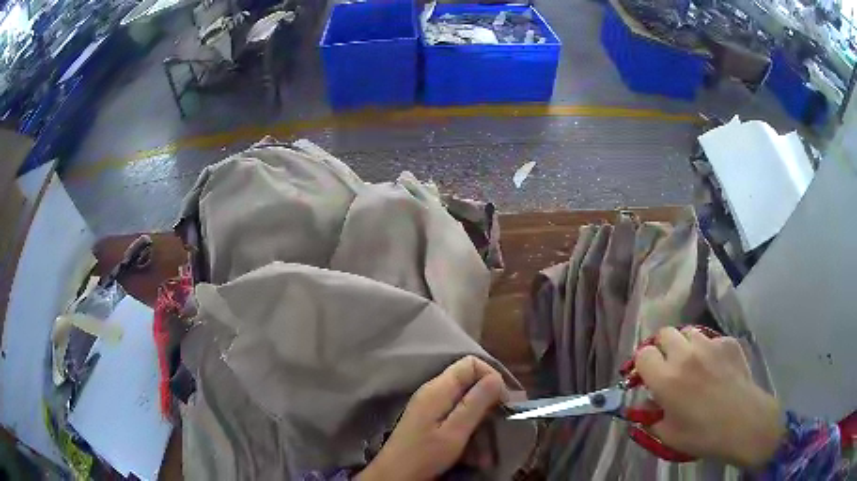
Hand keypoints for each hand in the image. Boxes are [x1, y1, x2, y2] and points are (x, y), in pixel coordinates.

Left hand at [357, 356, 506, 480]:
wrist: (395, 475)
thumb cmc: (424, 455)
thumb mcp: (455, 431)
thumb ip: (475, 403)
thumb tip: (496, 377)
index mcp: (438, 389)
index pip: (471, 363)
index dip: (491, 377)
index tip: (502, 402)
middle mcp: (433, 391)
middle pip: (469, 382)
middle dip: (488, 403)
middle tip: (499, 424)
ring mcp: (430, 405)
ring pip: (466, 402)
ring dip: (481, 423)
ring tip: (488, 449)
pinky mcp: (430, 419)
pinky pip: (457, 416)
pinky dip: (470, 430)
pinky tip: (475, 454)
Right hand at [635, 327, 785, 467]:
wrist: (744, 423)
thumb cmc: (703, 434)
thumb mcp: (667, 435)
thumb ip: (651, 417)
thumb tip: (646, 403)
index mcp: (666, 379)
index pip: (643, 354)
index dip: (642, 365)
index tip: (647, 377)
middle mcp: (685, 355)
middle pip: (664, 333)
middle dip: (661, 348)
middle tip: (668, 367)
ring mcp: (710, 344)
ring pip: (688, 331)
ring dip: (684, 345)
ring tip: (692, 364)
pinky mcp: (728, 342)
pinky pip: (711, 338)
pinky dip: (707, 349)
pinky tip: (715, 367)